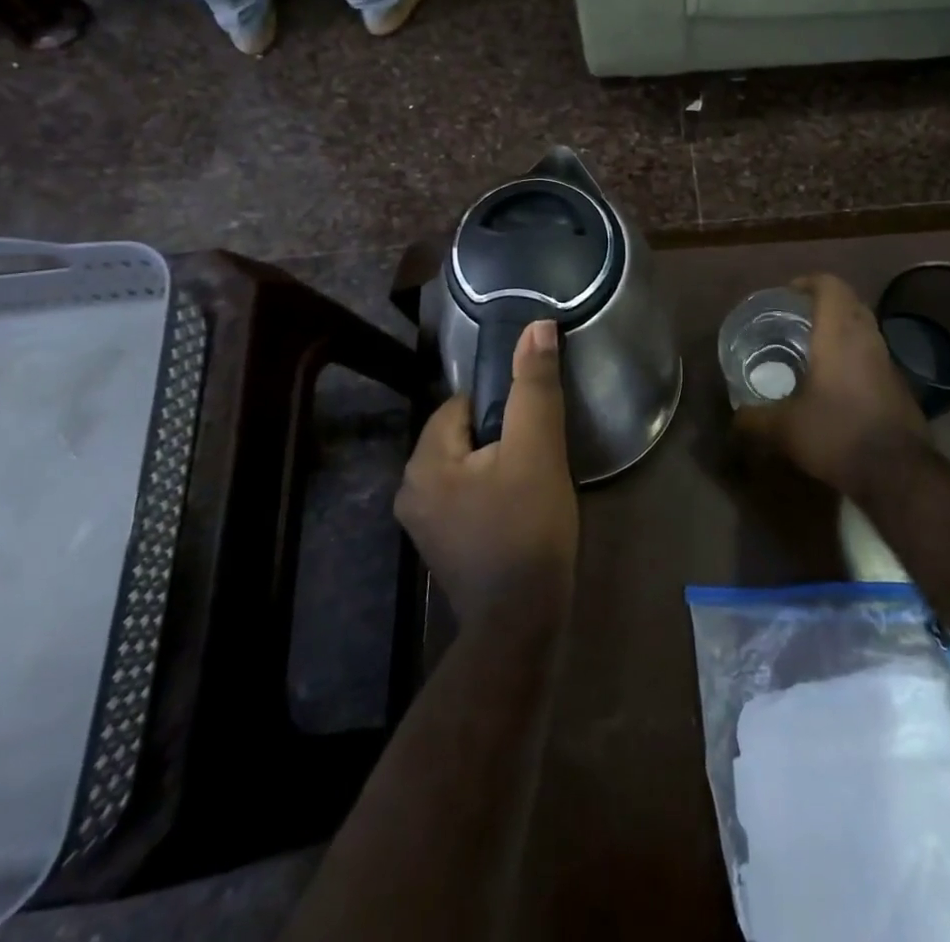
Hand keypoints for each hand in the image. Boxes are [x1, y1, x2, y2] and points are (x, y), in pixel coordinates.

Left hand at [396, 320, 578, 624]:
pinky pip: (467, 497)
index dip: (502, 408)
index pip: (461, 405)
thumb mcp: (537, 448)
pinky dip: (492, 493)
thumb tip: (537, 327)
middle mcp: (411, 490)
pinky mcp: (443, 547)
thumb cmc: (528, 527)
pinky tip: (521, 510)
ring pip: (468, 467)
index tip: (532, 426)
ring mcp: (424, 524)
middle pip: (463, 436)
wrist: (524, 622)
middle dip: (501, 437)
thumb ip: (534, 385)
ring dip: (499, 465)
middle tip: (539, 455)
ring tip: (534, 481)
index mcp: (424, 463)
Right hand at [735, 274, 926, 498]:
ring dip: (841, 330)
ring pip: (864, 329)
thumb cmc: (836, 435)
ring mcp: (888, 362)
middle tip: (796, 319)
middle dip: (823, 304)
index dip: (809, 281)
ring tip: (812, 350)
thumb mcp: (784, 429)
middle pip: (849, 303)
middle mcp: (867, 339)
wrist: (897, 473)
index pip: (830, 286)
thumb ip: (754, 419)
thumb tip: (735, 418)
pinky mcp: (899, 385)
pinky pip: (873, 355)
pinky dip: (853, 355)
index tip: (788, 293)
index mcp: (839, 335)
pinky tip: (835, 383)